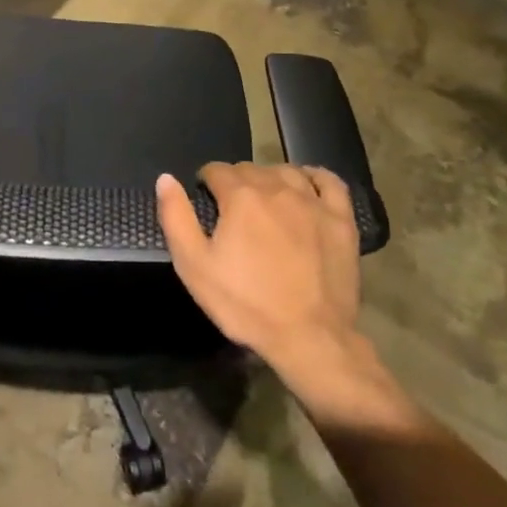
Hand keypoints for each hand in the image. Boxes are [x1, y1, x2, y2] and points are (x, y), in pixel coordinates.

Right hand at [156, 163, 362, 380]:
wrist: (309, 337)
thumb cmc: (246, 304)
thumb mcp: (194, 266)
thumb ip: (176, 217)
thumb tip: (165, 178)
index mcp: (240, 197)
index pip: (217, 170)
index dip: (206, 182)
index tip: (205, 201)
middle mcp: (277, 187)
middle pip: (250, 169)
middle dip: (236, 182)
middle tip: (232, 210)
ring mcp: (313, 202)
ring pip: (286, 171)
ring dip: (270, 178)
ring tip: (264, 200)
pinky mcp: (341, 219)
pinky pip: (329, 182)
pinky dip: (314, 176)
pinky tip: (306, 185)